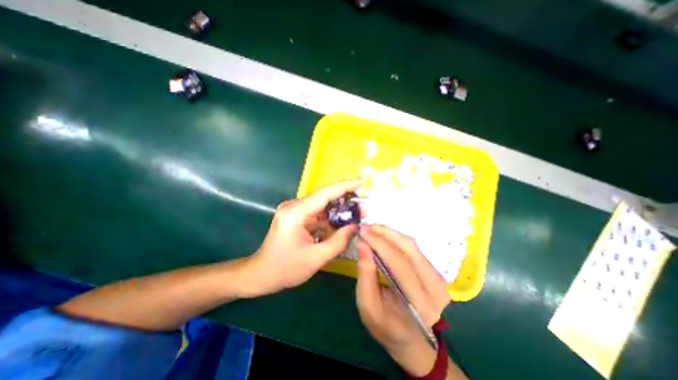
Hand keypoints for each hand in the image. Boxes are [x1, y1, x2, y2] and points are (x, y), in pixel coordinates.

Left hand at [244, 181, 359, 297]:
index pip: (325, 193)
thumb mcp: (316, 258)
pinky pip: (317, 214)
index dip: (345, 186)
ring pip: (322, 206)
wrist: (261, 274)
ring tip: (355, 217)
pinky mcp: (296, 216)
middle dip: (345, 201)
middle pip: (324, 198)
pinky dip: (329, 219)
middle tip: (363, 205)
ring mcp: (294, 210)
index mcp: (296, 213)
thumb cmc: (285, 268)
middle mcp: (294, 206)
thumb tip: (356, 226)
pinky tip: (340, 226)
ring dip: (337, 212)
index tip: (362, 182)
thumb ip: (339, 241)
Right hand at [355, 224, 448, 374]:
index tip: (361, 230)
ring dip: (390, 233)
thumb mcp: (369, 306)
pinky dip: (397, 239)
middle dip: (384, 233)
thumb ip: (366, 274)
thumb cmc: (387, 327)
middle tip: (366, 227)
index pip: (397, 262)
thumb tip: (362, 244)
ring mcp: (438, 278)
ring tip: (373, 229)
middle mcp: (434, 287)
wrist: (413, 340)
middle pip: (407, 248)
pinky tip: (384, 236)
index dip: (378, 242)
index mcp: (419, 302)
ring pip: (412, 245)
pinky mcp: (435, 271)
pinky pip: (414, 248)